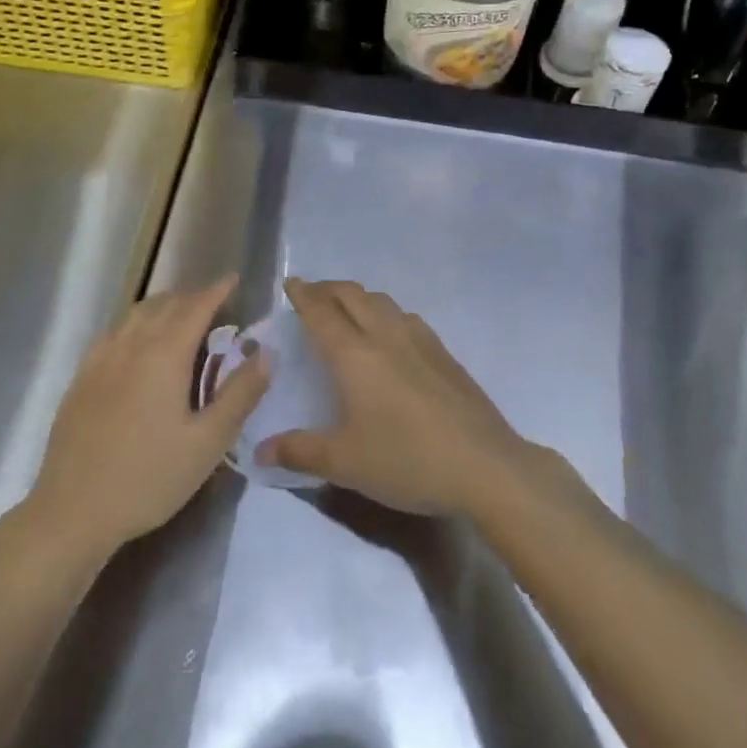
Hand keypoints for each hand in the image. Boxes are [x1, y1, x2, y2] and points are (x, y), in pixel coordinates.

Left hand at [26, 275, 268, 562]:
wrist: (72, 511)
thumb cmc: (148, 479)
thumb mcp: (207, 444)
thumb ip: (239, 395)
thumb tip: (266, 353)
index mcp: (165, 355)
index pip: (196, 307)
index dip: (217, 291)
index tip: (233, 279)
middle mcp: (132, 344)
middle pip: (166, 304)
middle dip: (192, 296)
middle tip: (214, 303)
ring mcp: (102, 359)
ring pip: (137, 314)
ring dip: (163, 305)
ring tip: (180, 315)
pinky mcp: (82, 377)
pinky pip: (114, 331)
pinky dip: (135, 322)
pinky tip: (137, 342)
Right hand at [255, 279, 532, 516]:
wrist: (484, 465)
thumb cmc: (406, 460)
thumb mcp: (346, 463)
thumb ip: (300, 451)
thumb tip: (262, 450)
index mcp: (354, 354)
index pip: (321, 312)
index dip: (302, 294)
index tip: (289, 282)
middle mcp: (384, 335)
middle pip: (352, 295)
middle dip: (327, 288)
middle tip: (311, 294)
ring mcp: (419, 339)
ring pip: (381, 301)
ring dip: (358, 297)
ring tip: (347, 310)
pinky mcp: (443, 352)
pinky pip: (405, 316)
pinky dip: (385, 312)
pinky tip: (390, 335)